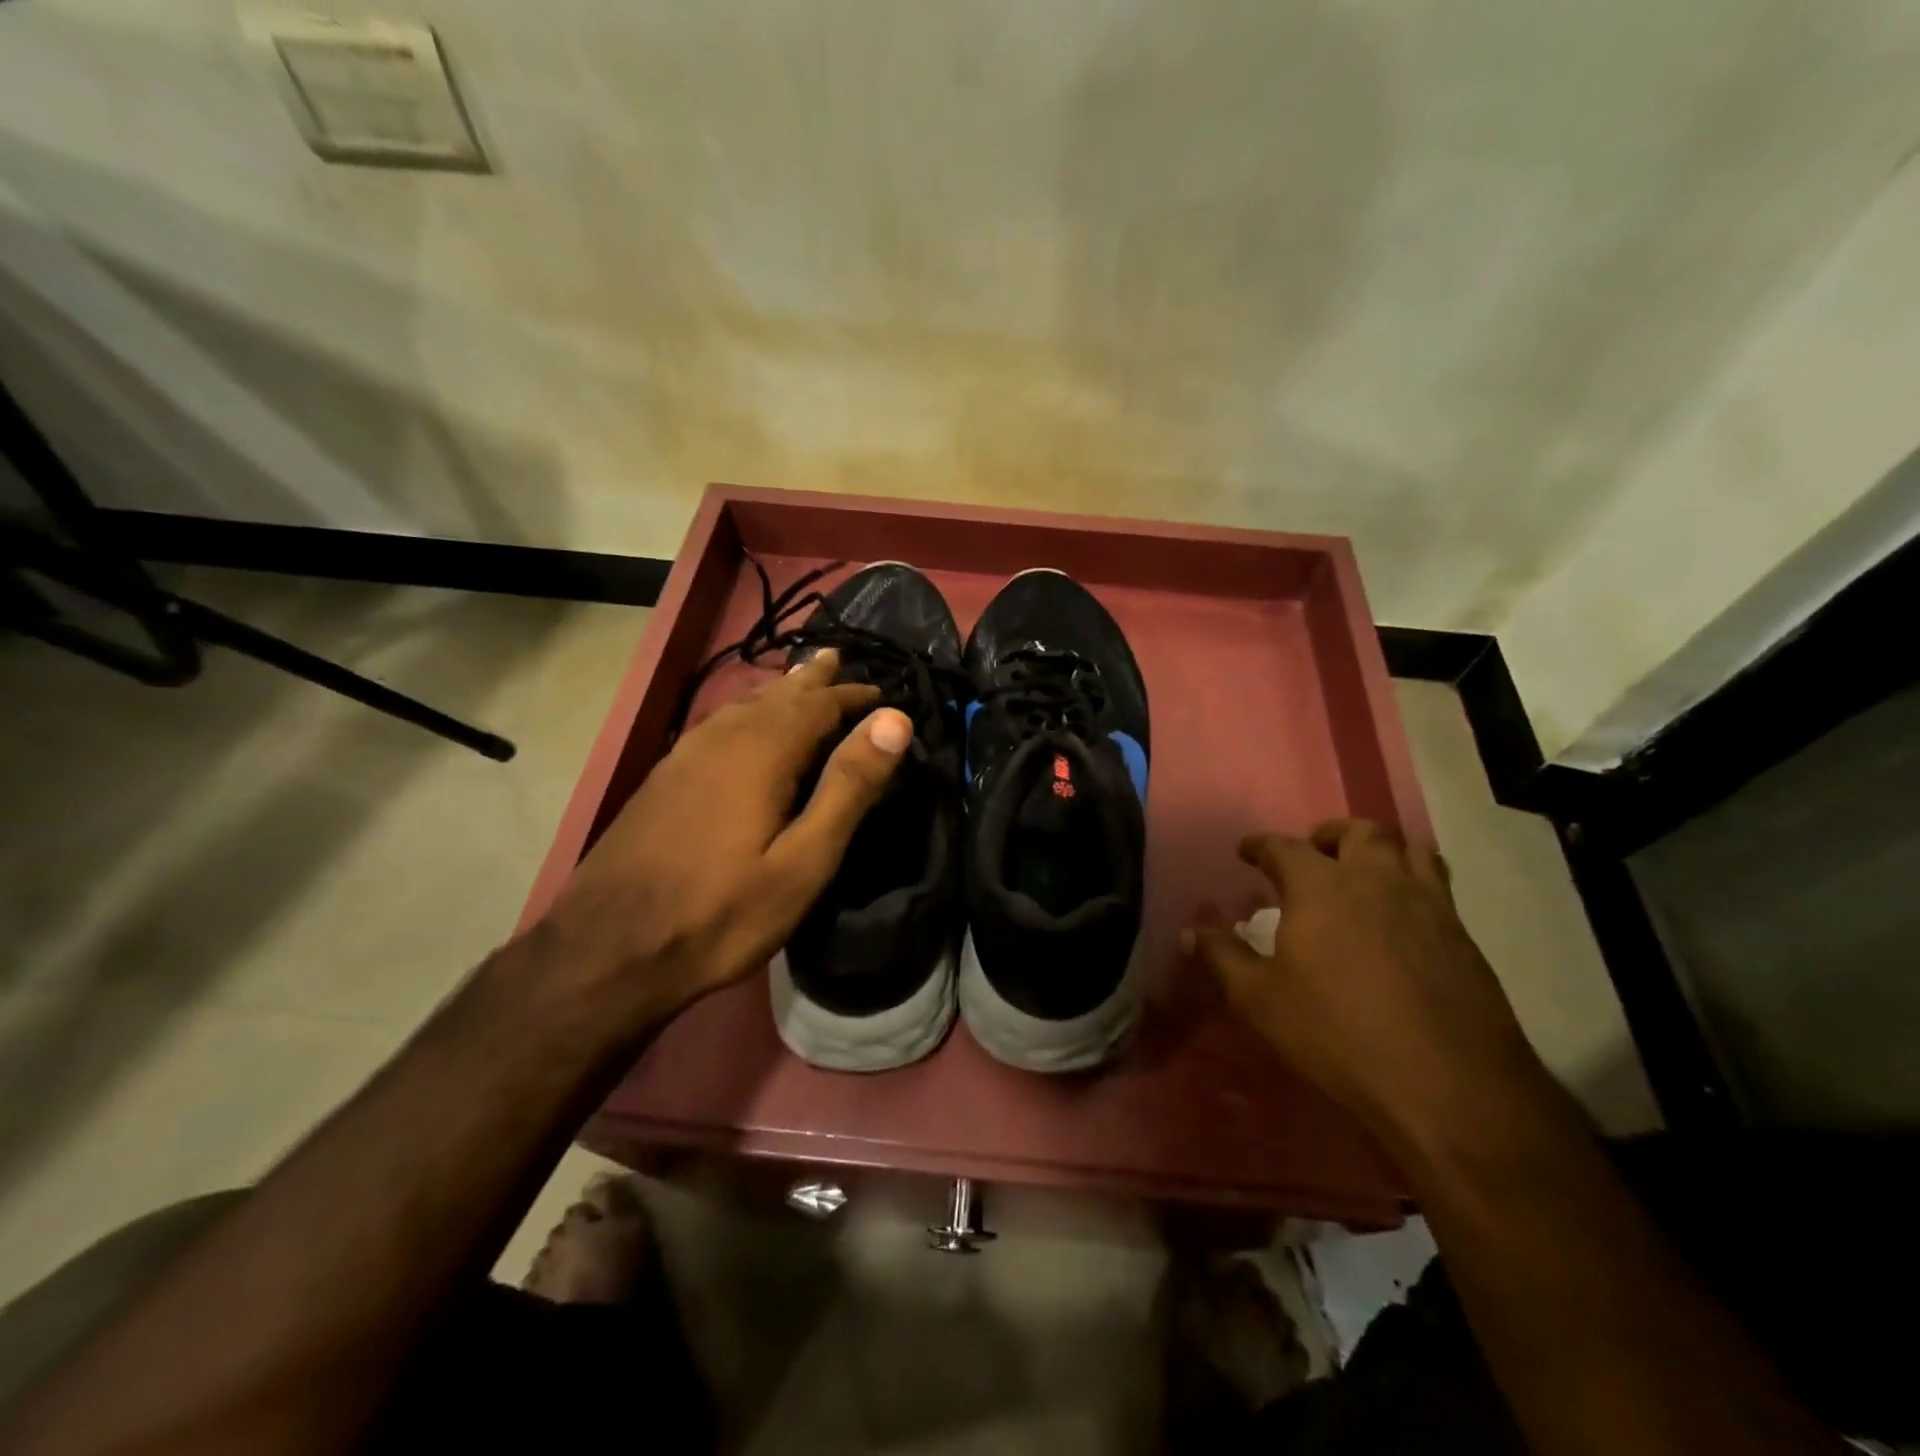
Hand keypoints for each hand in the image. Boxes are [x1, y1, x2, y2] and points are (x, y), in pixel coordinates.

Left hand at [538, 650, 911, 1027]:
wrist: (608, 950)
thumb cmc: (722, 913)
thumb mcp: (803, 861)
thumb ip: (849, 787)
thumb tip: (894, 720)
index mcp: (761, 752)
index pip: (817, 705)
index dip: (852, 697)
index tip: (882, 696)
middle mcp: (721, 739)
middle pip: (776, 696)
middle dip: (811, 680)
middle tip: (836, 659)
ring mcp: (684, 756)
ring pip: (742, 707)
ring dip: (778, 692)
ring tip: (799, 680)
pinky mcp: (663, 778)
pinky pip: (718, 725)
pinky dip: (746, 712)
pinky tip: (744, 725)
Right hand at [1188, 819, 1552, 1149]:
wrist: (1448, 1085)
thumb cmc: (1337, 1033)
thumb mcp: (1260, 1000)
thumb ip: (1222, 958)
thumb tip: (1190, 932)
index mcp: (1321, 887)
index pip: (1284, 847)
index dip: (1261, 845)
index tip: (1246, 851)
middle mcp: (1377, 881)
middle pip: (1359, 832)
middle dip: (1331, 833)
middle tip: (1314, 851)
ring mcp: (1428, 906)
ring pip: (1409, 850)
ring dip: (1381, 850)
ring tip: (1364, 871)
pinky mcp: (1463, 938)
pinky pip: (1438, 888)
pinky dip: (1414, 883)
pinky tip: (1402, 918)